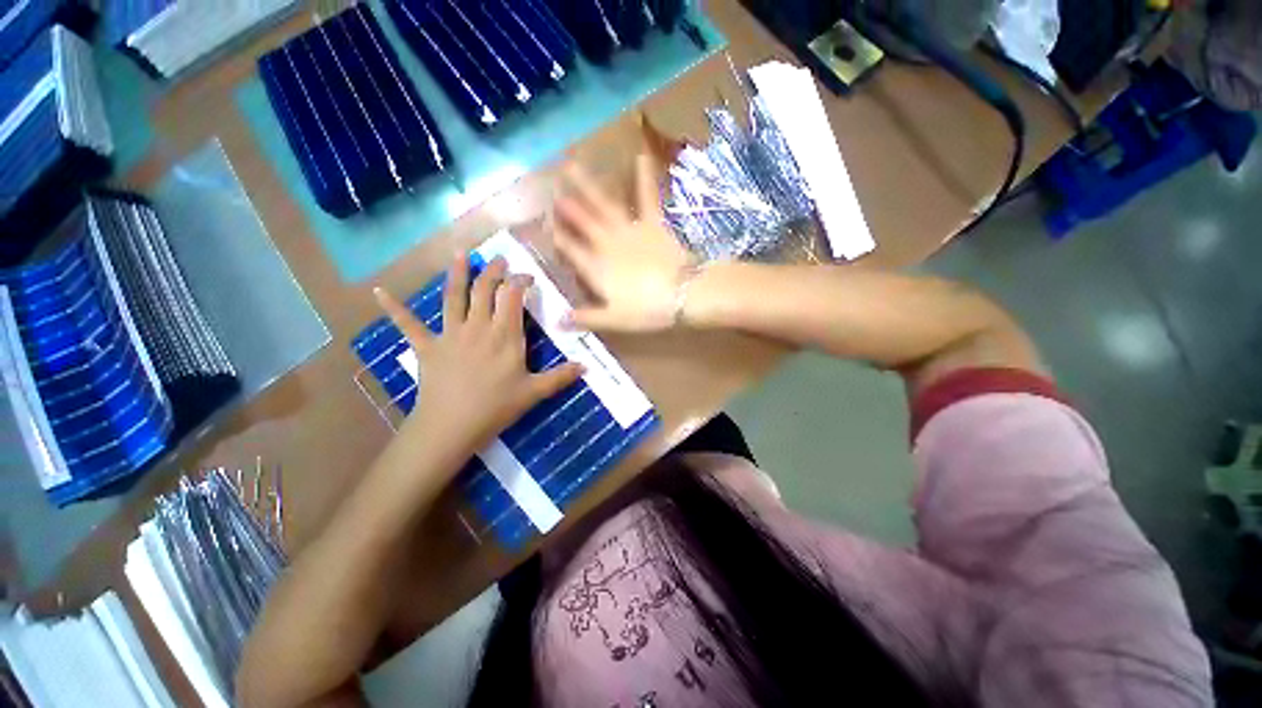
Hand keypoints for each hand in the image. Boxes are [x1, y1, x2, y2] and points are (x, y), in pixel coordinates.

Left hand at [374, 255, 583, 464]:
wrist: (451, 425)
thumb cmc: (496, 407)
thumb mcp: (534, 392)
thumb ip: (561, 376)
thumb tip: (587, 367)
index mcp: (504, 335)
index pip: (512, 296)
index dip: (520, 281)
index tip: (529, 278)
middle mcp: (478, 326)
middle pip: (485, 290)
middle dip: (493, 271)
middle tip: (499, 259)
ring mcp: (450, 334)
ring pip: (453, 297)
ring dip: (457, 274)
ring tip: (460, 254)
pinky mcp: (427, 347)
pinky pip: (409, 325)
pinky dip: (394, 309)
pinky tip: (378, 293)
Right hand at [554, 154, 693, 331]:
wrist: (683, 293)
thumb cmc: (647, 310)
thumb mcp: (614, 319)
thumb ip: (585, 318)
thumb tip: (556, 321)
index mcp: (596, 268)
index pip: (570, 250)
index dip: (557, 238)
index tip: (544, 225)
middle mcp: (607, 244)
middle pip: (582, 222)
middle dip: (566, 206)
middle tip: (550, 186)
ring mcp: (629, 230)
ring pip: (603, 205)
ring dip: (587, 185)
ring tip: (572, 164)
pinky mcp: (652, 223)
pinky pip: (646, 198)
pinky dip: (644, 178)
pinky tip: (640, 156)